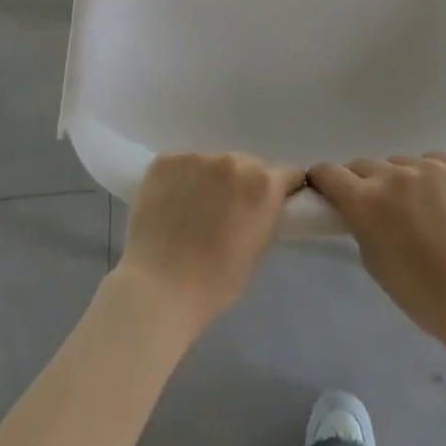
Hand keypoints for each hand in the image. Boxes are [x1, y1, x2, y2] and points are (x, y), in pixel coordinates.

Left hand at [115, 152, 304, 337]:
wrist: (159, 287)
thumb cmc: (216, 280)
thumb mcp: (259, 248)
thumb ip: (266, 214)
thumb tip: (262, 203)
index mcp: (264, 184)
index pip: (287, 174)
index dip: (280, 190)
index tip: (268, 204)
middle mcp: (233, 161)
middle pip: (247, 165)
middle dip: (242, 184)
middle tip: (225, 211)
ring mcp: (197, 157)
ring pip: (212, 164)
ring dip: (210, 180)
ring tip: (192, 209)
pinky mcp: (165, 160)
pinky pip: (182, 164)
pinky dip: (181, 179)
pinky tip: (170, 203)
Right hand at [306, 153, 445, 344]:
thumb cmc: (419, 292)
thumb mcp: (372, 259)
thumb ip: (358, 223)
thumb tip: (354, 206)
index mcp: (366, 200)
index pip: (329, 172)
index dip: (324, 180)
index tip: (327, 189)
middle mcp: (394, 175)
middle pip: (364, 165)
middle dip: (363, 182)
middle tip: (377, 206)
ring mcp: (430, 167)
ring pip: (400, 163)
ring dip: (400, 179)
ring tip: (418, 206)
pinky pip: (434, 161)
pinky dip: (431, 176)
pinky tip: (443, 200)